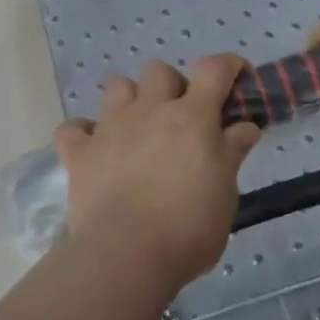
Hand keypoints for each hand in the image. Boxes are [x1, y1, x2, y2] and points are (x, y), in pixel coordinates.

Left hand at [54, 56, 262, 291]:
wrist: (126, 255)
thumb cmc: (188, 227)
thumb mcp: (226, 192)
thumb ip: (232, 151)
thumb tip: (245, 125)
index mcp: (191, 117)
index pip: (213, 70)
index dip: (229, 65)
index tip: (238, 75)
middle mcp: (150, 110)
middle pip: (160, 70)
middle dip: (173, 85)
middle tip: (182, 116)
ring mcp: (110, 127)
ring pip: (117, 86)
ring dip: (130, 98)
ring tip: (138, 126)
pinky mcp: (80, 152)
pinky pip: (74, 128)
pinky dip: (84, 133)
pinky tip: (94, 149)